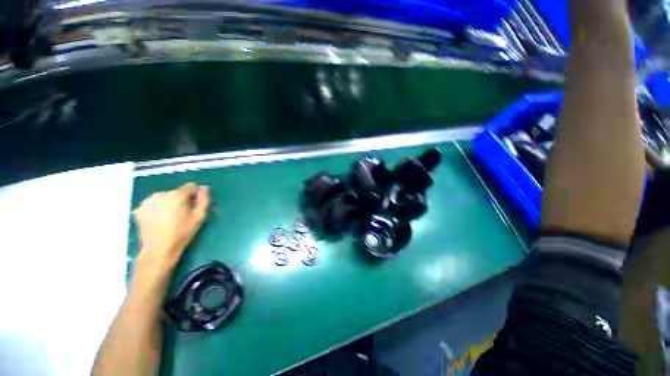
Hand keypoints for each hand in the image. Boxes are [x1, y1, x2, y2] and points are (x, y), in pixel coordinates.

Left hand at [134, 182, 210, 269]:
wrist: (158, 249)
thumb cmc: (182, 232)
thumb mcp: (199, 216)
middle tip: (182, 215)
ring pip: (164, 198)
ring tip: (169, 219)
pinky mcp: (139, 209)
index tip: (194, 207)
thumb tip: (204, 187)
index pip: (190, 186)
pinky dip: (157, 209)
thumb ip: (204, 199)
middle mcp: (160, 194)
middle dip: (180, 200)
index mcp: (177, 195)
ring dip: (168, 204)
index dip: (194, 195)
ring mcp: (147, 201)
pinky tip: (159, 221)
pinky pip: (153, 204)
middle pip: (176, 192)